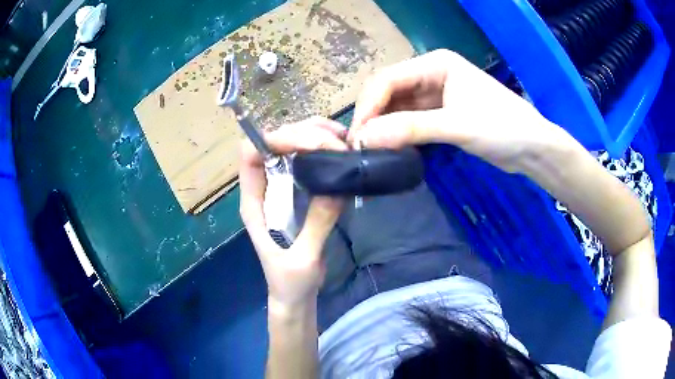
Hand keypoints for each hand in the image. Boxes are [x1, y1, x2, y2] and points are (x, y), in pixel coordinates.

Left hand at [239, 117, 346, 309]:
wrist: (294, 296)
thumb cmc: (290, 283)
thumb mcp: (303, 259)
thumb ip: (316, 225)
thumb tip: (337, 188)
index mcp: (254, 203)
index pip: (251, 155)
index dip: (274, 139)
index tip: (309, 143)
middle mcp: (265, 189)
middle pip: (275, 144)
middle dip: (303, 134)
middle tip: (337, 141)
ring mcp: (281, 189)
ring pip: (291, 148)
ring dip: (315, 136)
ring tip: (343, 139)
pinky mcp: (299, 194)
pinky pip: (308, 163)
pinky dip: (324, 151)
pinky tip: (343, 151)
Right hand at [348, 49, 573, 172]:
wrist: (532, 148)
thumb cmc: (502, 128)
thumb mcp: (457, 126)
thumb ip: (411, 129)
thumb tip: (365, 138)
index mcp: (435, 64)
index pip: (389, 79)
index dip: (368, 106)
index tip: (356, 137)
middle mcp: (432, 74)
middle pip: (390, 92)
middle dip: (373, 117)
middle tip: (360, 147)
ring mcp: (436, 94)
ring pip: (399, 108)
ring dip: (384, 127)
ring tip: (371, 151)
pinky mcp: (442, 114)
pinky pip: (411, 121)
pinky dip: (400, 134)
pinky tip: (391, 148)